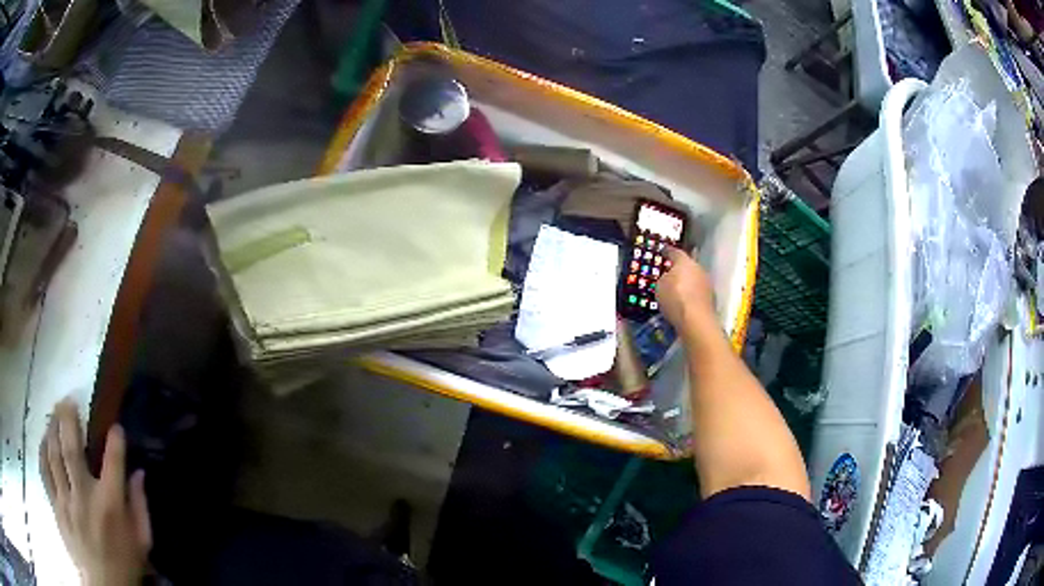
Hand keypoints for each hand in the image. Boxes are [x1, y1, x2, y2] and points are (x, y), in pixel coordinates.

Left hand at [40, 399, 150, 585]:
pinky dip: (42, 451)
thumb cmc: (125, 566)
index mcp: (111, 506)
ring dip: (52, 428)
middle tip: (68, 400)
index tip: (116, 427)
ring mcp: (66, 500)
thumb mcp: (141, 544)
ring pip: (53, 453)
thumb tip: (139, 473)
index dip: (115, 440)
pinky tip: (43, 440)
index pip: (113, 461)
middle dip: (68, 418)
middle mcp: (84, 496)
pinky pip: (44, 471)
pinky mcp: (56, 506)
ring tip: (53, 413)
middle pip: (71, 447)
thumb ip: (140, 508)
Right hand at [655, 248, 716, 337]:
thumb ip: (664, 278)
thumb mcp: (659, 286)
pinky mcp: (711, 298)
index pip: (675, 252)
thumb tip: (669, 278)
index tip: (664, 251)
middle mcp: (698, 268)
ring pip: (695, 279)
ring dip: (688, 283)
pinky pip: (698, 292)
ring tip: (678, 290)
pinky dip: (692, 295)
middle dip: (680, 269)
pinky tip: (685, 302)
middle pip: (688, 265)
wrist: (696, 320)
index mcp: (684, 261)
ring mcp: (707, 283)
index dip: (668, 251)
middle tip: (670, 273)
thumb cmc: (675, 298)